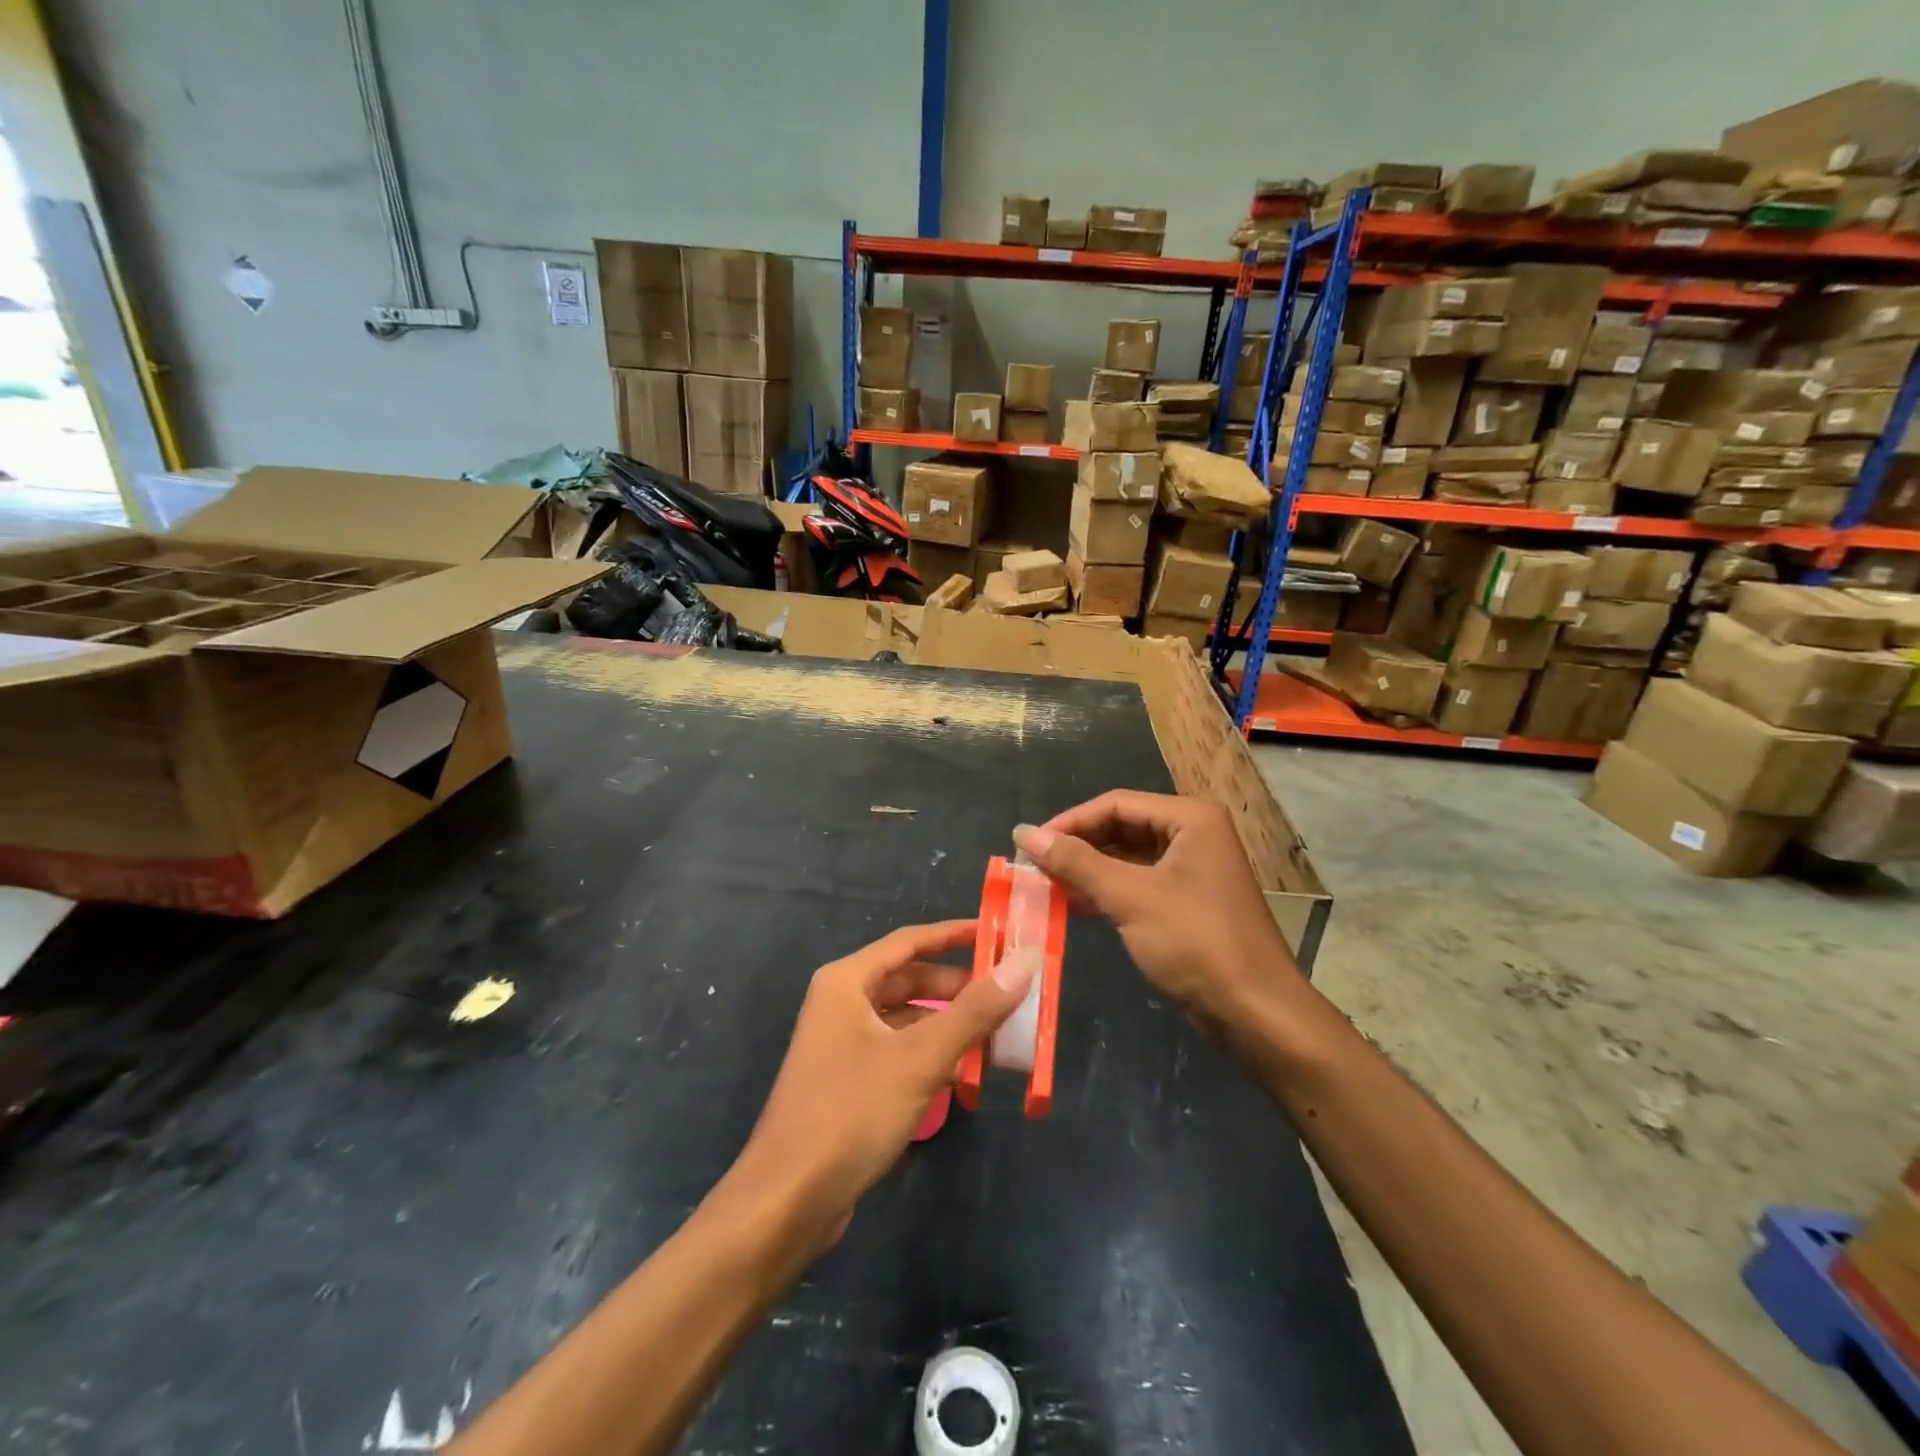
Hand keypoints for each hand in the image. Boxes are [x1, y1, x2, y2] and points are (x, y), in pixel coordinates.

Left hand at [728, 920, 1037, 1252]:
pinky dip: (930, 1055)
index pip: (910, 941)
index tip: (999, 934)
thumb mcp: (921, 1057)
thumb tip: (1025, 961)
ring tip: (996, 1034)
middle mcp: (841, 1003)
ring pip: (906, 1019)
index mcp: (847, 981)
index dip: (955, 934)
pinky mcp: (848, 1081)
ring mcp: (842, 1043)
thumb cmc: (851, 1112)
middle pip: (909, 980)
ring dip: (947, 1024)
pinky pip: (898, 1051)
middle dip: (957, 987)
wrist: (787, 1202)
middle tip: (1008, 992)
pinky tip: (963, 1074)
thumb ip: (975, 1010)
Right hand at [1013, 792, 1299, 1027]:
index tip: (1029, 845)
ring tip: (1046, 885)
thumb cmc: (1195, 942)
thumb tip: (1025, 833)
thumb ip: (1076, 862)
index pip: (1116, 804)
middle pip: (1122, 826)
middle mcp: (1194, 834)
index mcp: (1189, 818)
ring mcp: (1193, 869)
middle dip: (1079, 846)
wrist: (1256, 1012)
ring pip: (1129, 857)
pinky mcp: (1189, 901)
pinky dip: (1108, 891)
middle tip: (1035, 866)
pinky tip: (1075, 904)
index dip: (1070, 821)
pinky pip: (1139, 883)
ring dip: (1089, 869)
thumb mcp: (1130, 897)